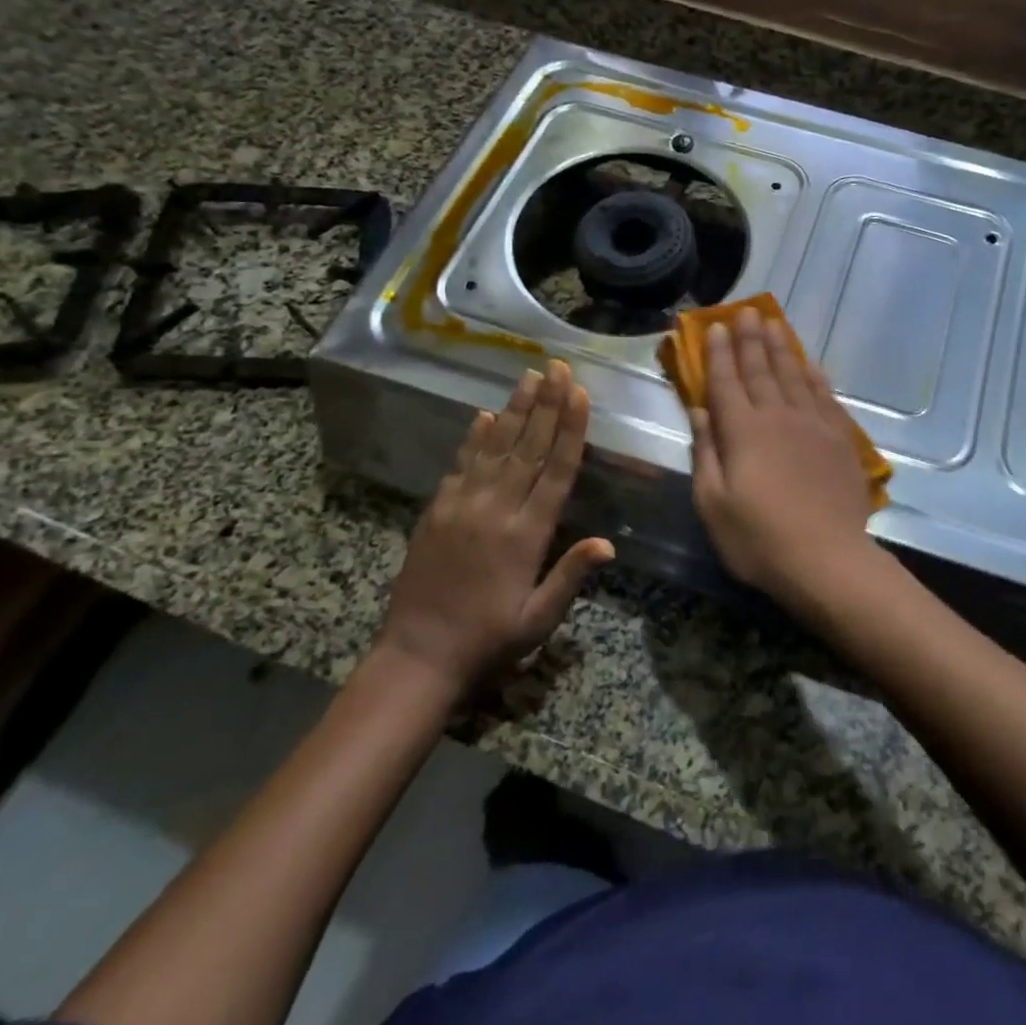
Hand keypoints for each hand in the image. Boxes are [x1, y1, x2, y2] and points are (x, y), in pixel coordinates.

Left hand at [377, 361, 613, 693]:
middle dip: (545, 404)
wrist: (417, 657)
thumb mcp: (538, 619)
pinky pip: (461, 465)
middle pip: (527, 447)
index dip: (569, 430)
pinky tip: (484, 414)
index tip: (578, 394)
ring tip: (529, 377)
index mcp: (526, 535)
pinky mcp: (437, 511)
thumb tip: (608, 542)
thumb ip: (570, 576)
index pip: (555, 471)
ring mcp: (462, 507)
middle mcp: (495, 511)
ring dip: (514, 410)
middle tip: (557, 367)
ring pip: (494, 447)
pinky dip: (474, 437)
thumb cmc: (488, 641)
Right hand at [688, 307, 876, 611]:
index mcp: (742, 432)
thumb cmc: (759, 539)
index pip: (726, 382)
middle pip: (761, 369)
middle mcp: (778, 417)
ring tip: (773, 323)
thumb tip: (700, 412)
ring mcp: (813, 425)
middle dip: (749, 339)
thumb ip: (706, 453)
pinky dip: (815, 375)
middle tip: (744, 311)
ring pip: (794, 375)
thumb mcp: (713, 503)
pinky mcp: (839, 439)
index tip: (713, 327)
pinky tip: (810, 363)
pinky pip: (825, 395)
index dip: (718, 353)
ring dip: (782, 347)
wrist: (827, 560)